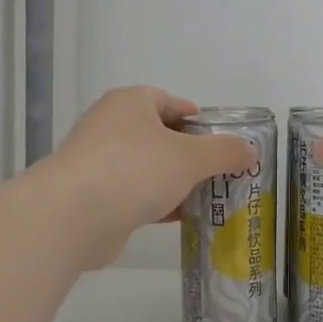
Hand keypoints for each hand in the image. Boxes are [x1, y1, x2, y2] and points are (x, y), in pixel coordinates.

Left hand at [38, 88, 256, 267]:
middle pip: (163, 136)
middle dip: (193, 156)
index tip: (224, 144)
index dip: (201, 122)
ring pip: (150, 168)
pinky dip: (159, 203)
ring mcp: (100, 162)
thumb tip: (250, 149)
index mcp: (131, 103)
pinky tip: (183, 218)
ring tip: (211, 198)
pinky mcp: (95, 195)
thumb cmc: (135, 170)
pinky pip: (136, 193)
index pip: (173, 103)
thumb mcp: (190, 157)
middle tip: (223, 174)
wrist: (72, 217)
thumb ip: (224, 152)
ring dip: (177, 182)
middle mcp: (112, 125)